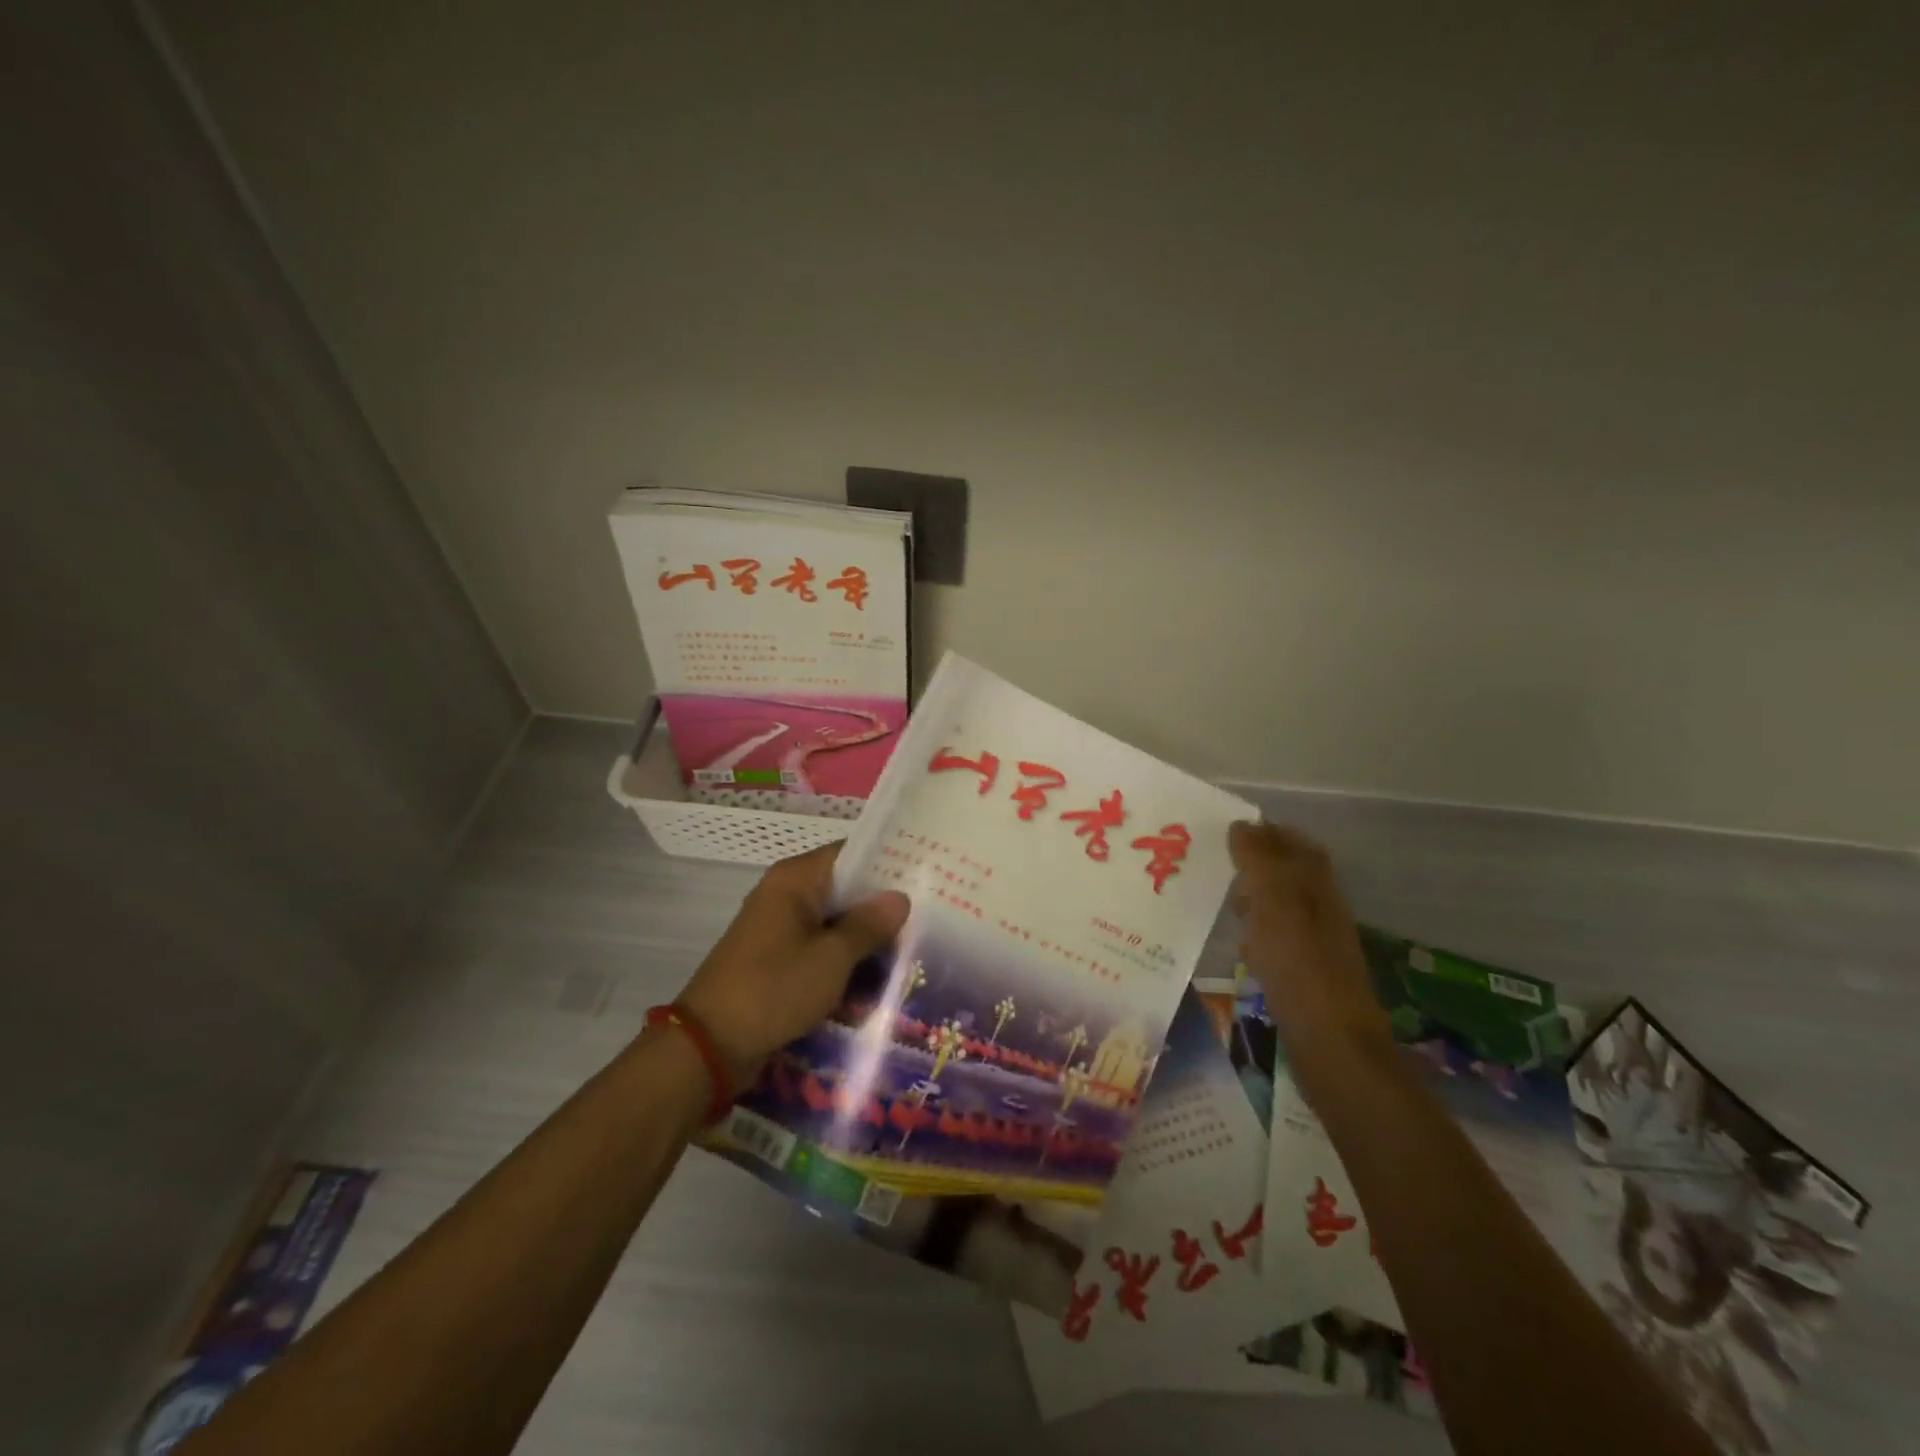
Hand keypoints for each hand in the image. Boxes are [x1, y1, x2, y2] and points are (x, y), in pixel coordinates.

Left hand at [677, 842, 909, 1087]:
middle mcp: (785, 895)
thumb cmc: (773, 989)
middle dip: (881, 907)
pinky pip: (820, 950)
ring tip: (912, 950)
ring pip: (834, 923)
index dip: (888, 862)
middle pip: (844, 889)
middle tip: (928, 918)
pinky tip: (877, 979)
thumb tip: (900, 897)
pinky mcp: (777, 960)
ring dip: (865, 939)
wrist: (710, 1046)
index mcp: (795, 880)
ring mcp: (779, 929)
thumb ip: (868, 925)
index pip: (850, 853)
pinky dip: (844, 961)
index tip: (926, 876)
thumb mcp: (831, 958)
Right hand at [1228, 821, 1393, 1082]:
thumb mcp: (1273, 898)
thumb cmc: (1298, 961)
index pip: (1295, 843)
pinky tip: (1239, 943)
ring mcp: (1316, 942)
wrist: (1330, 1039)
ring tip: (1221, 898)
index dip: (1267, 832)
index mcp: (1316, 883)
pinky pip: (1278, 938)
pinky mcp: (1306, 973)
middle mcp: (1322, 907)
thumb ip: (1257, 858)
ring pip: (1282, 906)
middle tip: (1218, 863)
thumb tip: (1242, 825)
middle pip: (1290, 873)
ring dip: (1254, 897)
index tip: (1229, 830)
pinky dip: (1257, 931)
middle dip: (1256, 863)